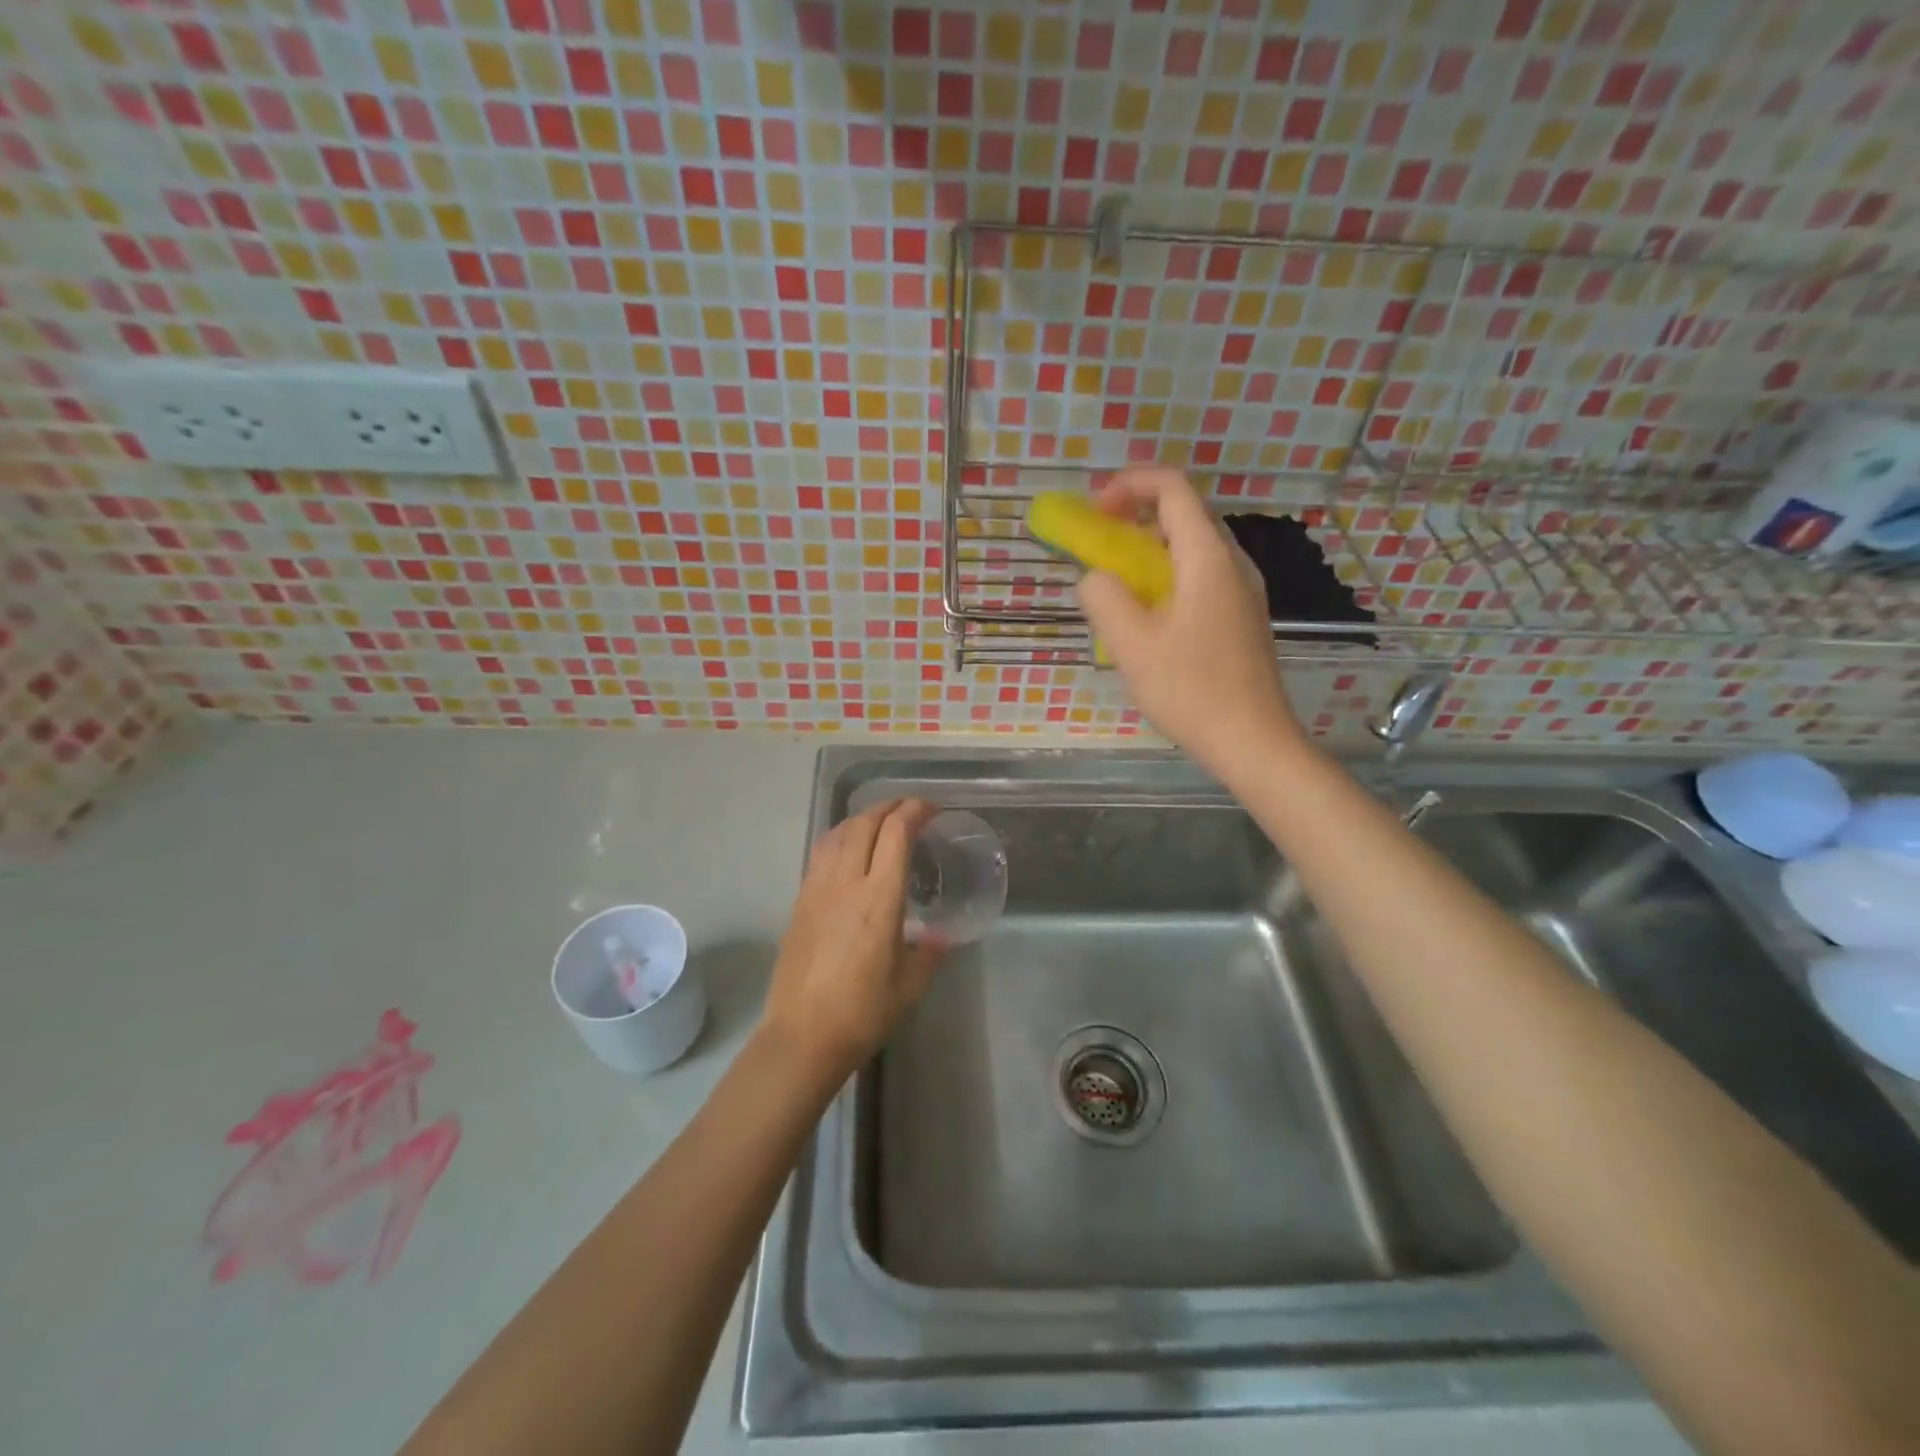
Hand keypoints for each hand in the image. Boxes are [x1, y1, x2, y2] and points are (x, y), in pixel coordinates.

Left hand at [759, 798, 943, 1083]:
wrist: (802, 1036)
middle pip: (865, 822)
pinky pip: (821, 853)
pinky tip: (849, 849)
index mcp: (879, 898)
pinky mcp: (800, 901)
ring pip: (838, 833)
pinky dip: (841, 836)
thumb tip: (941, 935)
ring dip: (863, 817)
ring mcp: (817, 889)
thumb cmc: (863, 1013)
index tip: (932, 810)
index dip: (915, 811)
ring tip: (881, 821)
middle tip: (911, 809)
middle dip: (890, 806)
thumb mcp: (911, 985)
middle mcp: (845, 883)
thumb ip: (930, 952)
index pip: (896, 833)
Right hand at [1077, 467, 1305, 780]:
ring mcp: (1243, 592)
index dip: (1129, 484)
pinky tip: (1148, 617)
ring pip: (1193, 548)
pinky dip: (1167, 577)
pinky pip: (1201, 578)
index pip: (1172, 488)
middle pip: (1185, 514)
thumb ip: (1103, 597)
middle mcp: (1233, 564)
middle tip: (1098, 541)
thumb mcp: (1131, 644)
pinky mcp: (1242, 619)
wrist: (1252, 741)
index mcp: (1208, 558)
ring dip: (1150, 549)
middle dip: (1136, 516)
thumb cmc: (1191, 690)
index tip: (1093, 509)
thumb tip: (1096, 577)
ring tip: (1116, 580)